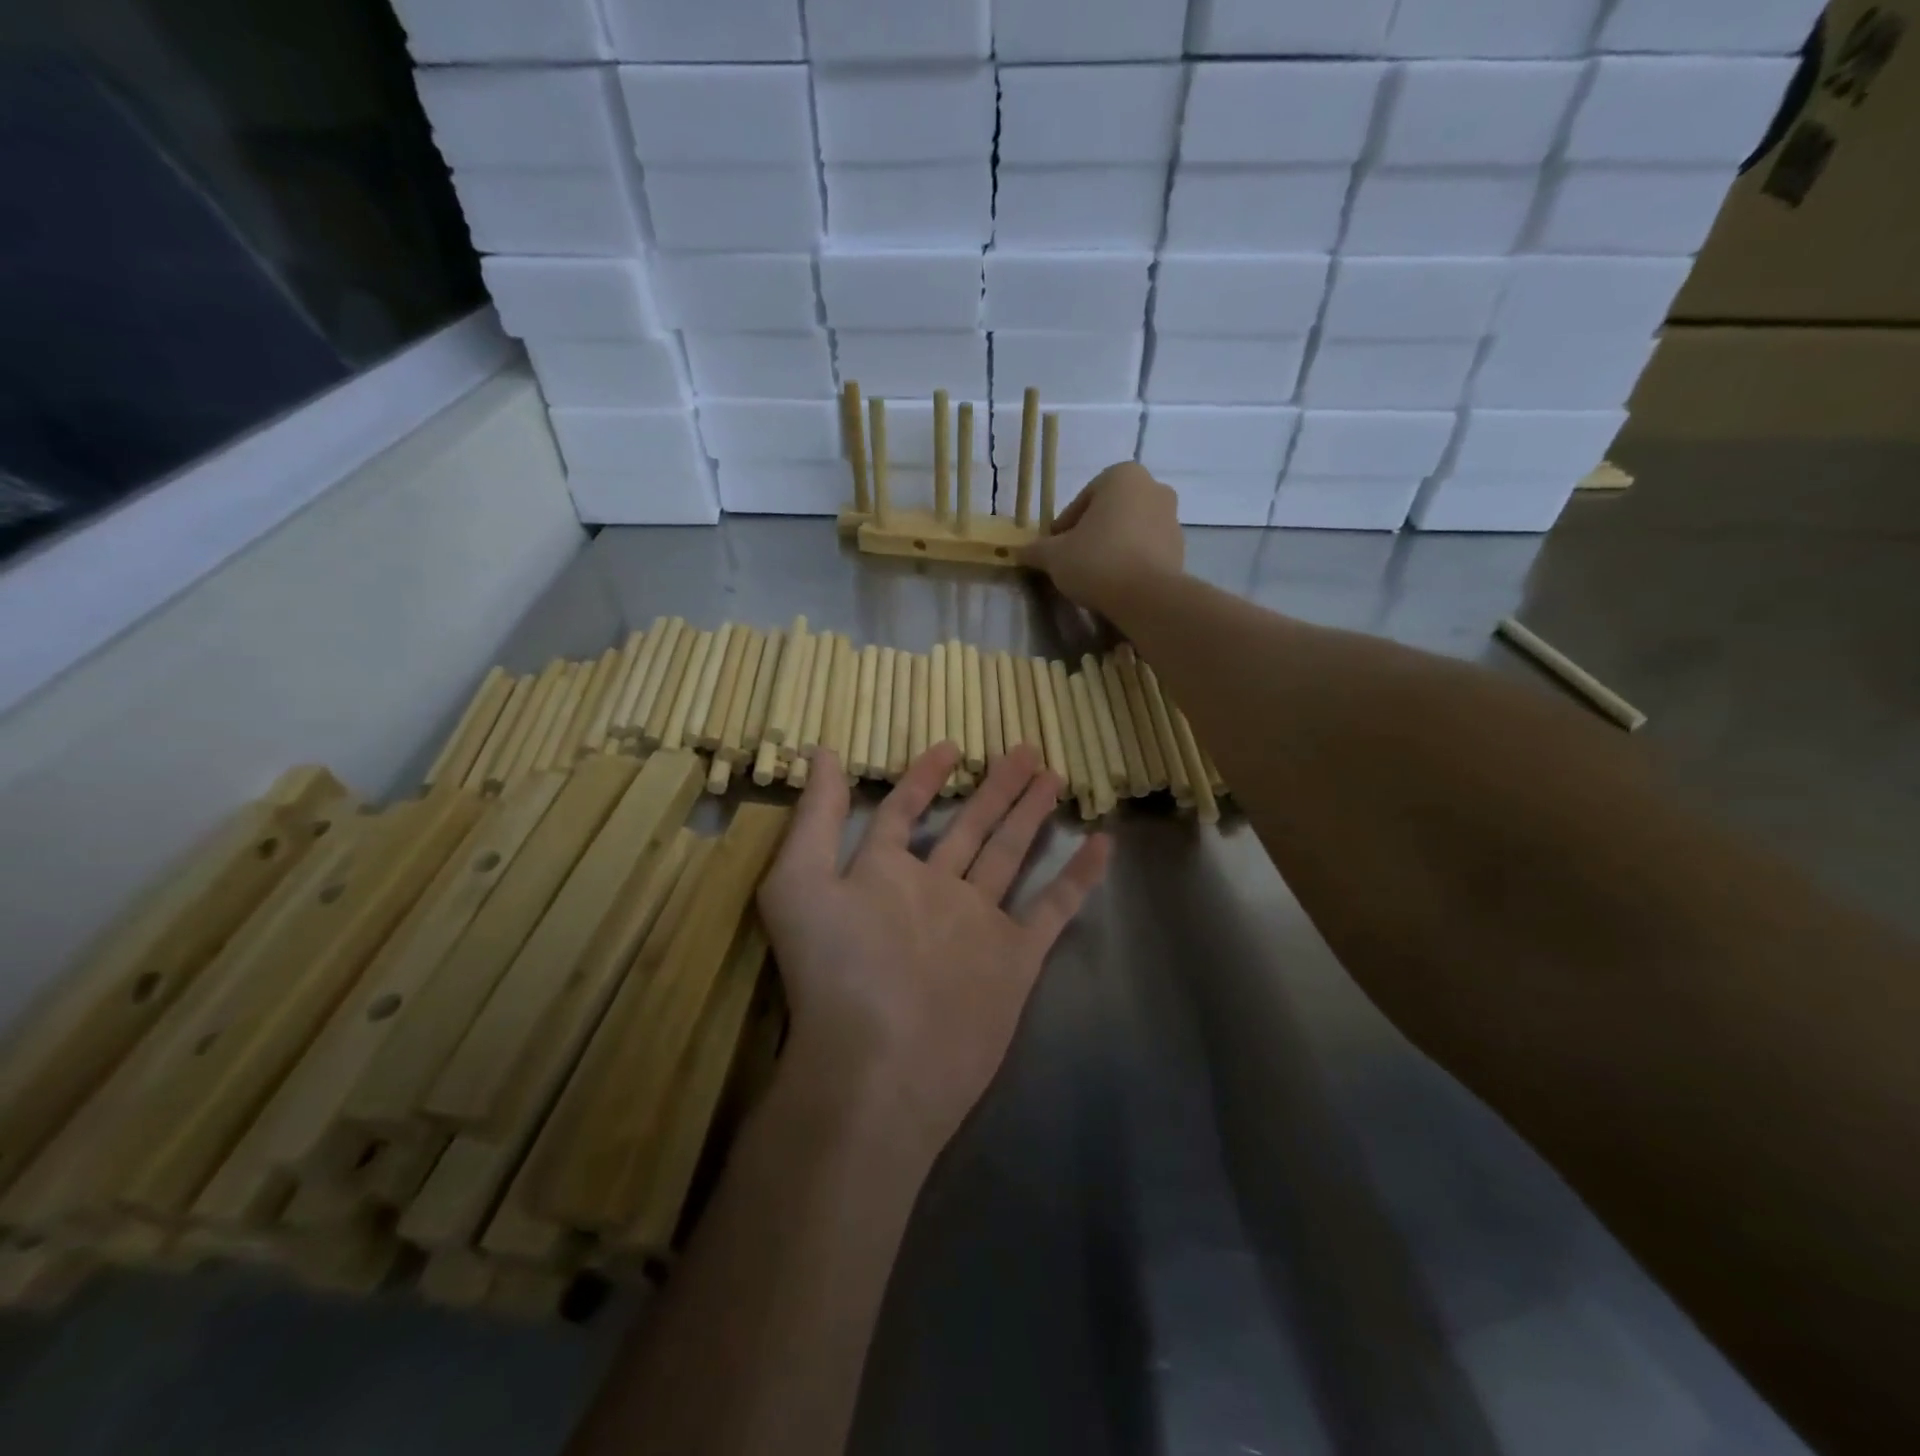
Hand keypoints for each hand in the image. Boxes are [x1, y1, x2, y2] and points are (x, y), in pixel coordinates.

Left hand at [756, 742, 1109, 1154]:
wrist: (881, 1068)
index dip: (923, 778)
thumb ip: (815, 817)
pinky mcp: (1016, 958)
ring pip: (1010, 855)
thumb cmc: (838, 970)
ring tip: (1055, 776)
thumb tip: (819, 752)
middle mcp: (933, 893)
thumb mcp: (801, 882)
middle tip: (1024, 749)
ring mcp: (978, 925)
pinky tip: (1101, 843)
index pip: (905, 813)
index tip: (949, 746)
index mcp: (884, 876)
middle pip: (970, 827)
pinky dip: (1078, 877)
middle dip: (995, 788)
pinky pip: (1054, 907)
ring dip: (1031, 816)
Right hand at [1021, 462, 1184, 617]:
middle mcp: (1153, 488)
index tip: (1055, 550)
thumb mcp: (1053, 556)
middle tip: (1072, 562)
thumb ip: (1035, 550)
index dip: (1064, 527)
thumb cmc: (1097, 561)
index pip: (1082, 500)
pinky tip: (1116, 585)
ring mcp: (1172, 518)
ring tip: (1094, 577)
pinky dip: (1131, 562)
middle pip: (1108, 513)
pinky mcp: (1180, 548)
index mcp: (1122, 476)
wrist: (1147, 598)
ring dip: (1112, 548)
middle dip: (1091, 534)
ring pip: (1129, 531)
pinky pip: (1146, 551)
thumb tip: (1017, 551)